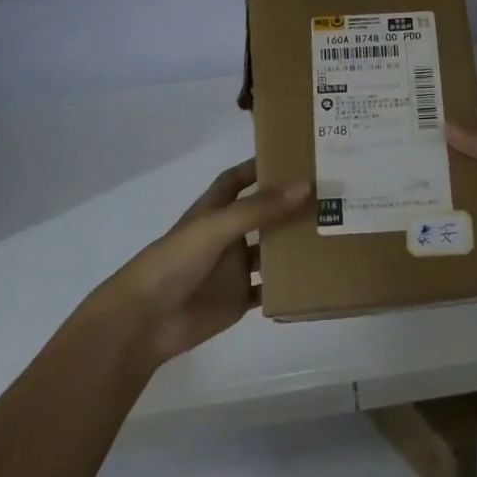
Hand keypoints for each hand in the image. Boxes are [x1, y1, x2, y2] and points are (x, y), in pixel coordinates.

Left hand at [103, 161, 310, 365]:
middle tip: (328, 195)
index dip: (258, 167)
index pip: (236, 180)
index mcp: (213, 212)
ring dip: (293, 244)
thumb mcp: (217, 227)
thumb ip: (259, 208)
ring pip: (270, 252)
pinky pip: (269, 290)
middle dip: (288, 205)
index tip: (293, 156)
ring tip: (331, 232)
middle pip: (261, 214)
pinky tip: (316, 277)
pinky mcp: (238, 299)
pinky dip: (288, 285)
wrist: (146, 321)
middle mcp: (226, 236)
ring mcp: (233, 269)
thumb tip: (306, 186)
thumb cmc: (175, 262)